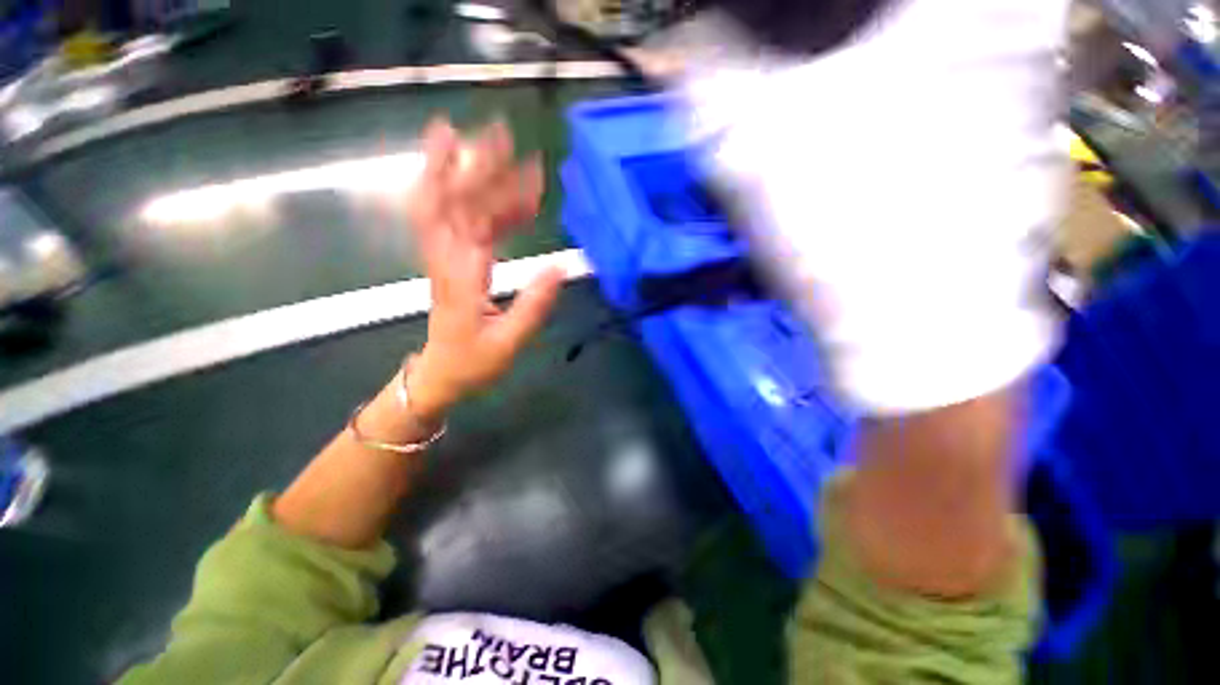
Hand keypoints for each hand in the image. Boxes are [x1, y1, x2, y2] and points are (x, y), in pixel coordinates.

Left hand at [404, 118, 563, 419]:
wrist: (439, 375)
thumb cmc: (473, 363)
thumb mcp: (508, 343)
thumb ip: (533, 307)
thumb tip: (559, 269)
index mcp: (463, 278)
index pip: (477, 222)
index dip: (499, 190)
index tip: (529, 168)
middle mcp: (448, 259)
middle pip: (452, 200)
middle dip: (475, 163)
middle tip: (501, 132)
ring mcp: (445, 258)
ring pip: (445, 204)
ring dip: (463, 170)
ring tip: (487, 143)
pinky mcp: (450, 262)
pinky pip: (453, 221)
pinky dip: (471, 199)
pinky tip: (489, 187)